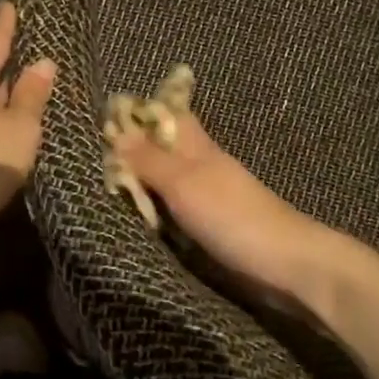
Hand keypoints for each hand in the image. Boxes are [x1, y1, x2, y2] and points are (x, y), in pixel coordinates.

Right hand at [110, 110, 334, 308]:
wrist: (284, 264)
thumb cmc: (232, 216)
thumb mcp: (183, 183)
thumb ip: (149, 161)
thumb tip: (117, 131)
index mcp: (199, 148)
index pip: (168, 116)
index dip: (141, 113)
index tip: (104, 120)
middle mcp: (203, 168)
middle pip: (164, 150)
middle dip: (134, 151)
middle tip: (94, 161)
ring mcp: (209, 200)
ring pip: (168, 182)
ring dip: (143, 184)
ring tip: (105, 189)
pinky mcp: (212, 229)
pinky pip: (175, 212)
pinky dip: (156, 212)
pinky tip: (137, 220)